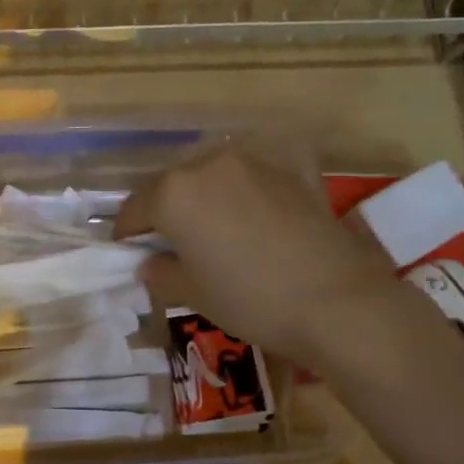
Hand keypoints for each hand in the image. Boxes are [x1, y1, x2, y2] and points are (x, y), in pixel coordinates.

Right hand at [115, 145, 408, 367]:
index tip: (129, 253)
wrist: (337, 300)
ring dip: (204, 197)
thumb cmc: (250, 300)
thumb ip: (160, 272)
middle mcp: (208, 164)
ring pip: (212, 175)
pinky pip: (254, 176)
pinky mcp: (292, 170)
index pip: (133, 209)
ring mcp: (253, 163)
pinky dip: (246, 190)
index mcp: (173, 193)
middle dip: (165, 211)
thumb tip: (151, 262)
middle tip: (171, 244)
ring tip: (214, 229)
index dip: (126, 234)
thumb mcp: (192, 294)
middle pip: (171, 185)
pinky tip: (255, 213)